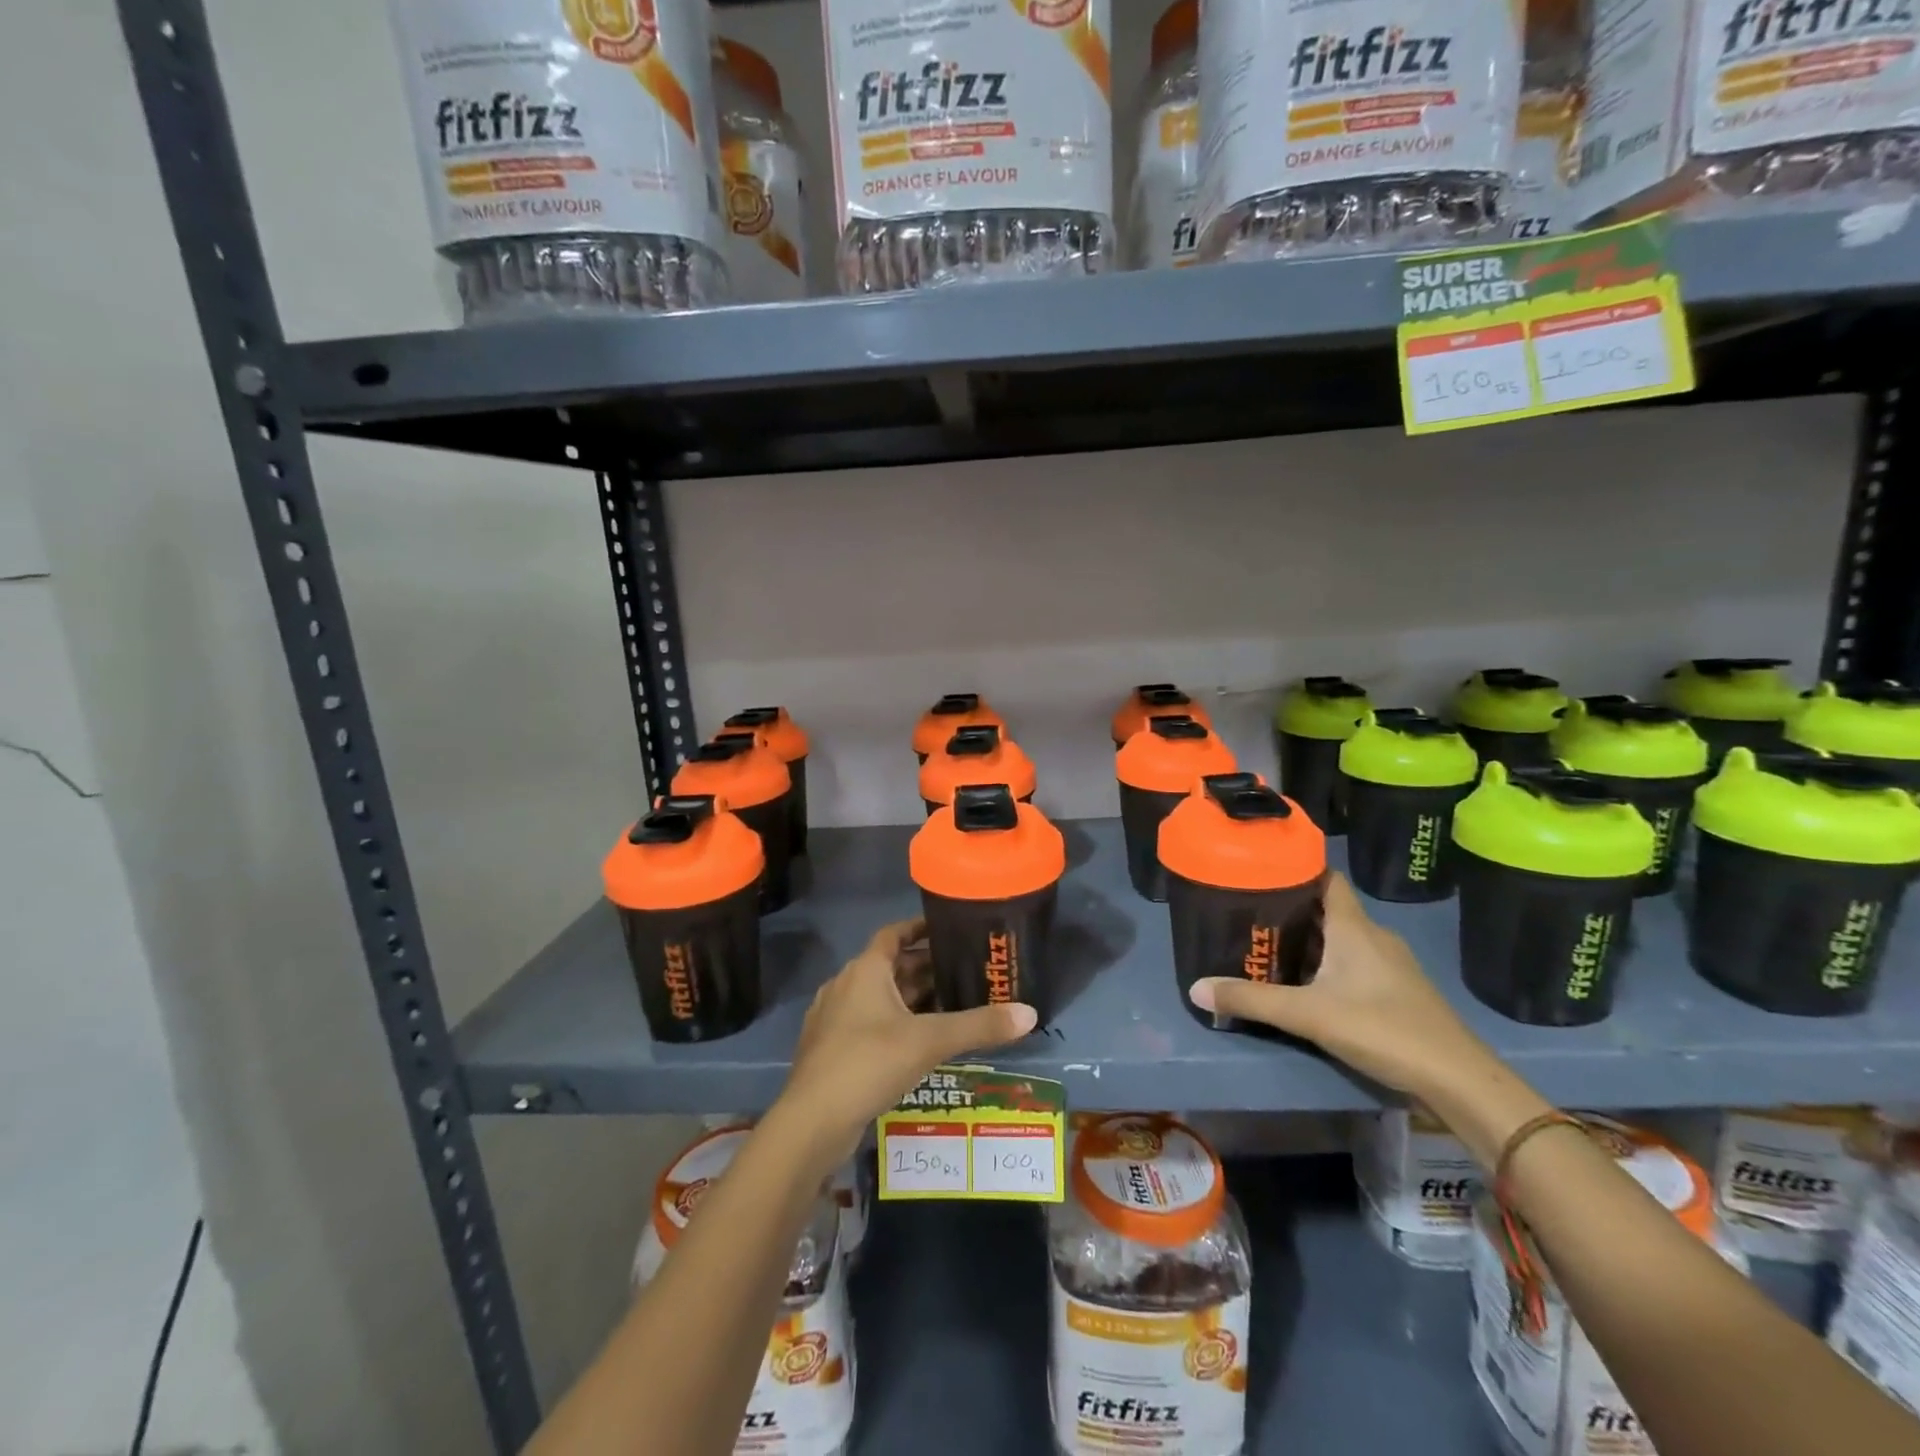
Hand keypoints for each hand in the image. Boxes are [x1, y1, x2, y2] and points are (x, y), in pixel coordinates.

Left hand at [770, 918, 1036, 1168]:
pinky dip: (896, 1024)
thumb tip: (1030, 1013)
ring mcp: (834, 1018)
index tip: (948, 928)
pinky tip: (920, 1044)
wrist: (812, 1122)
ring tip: (951, 1006)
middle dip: (925, 969)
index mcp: (865, 970)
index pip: (894, 934)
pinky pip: (869, 1024)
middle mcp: (846, 985)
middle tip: (965, 973)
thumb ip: (979, 1026)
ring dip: (912, 999)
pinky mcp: (831, 1049)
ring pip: (880, 998)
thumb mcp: (929, 1041)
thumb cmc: (869, 1063)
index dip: (920, 928)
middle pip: (890, 967)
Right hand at [1188, 873, 1493, 1103]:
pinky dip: (1330, 963)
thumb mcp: (1308, 1015)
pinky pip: (1356, 962)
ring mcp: (1391, 964)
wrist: (1458, 1080)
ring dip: (1310, 939)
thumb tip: (1195, 988)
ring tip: (1270, 946)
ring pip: (1342, 937)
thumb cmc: (1382, 1029)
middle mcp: (1373, 936)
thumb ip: (1251, 1000)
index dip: (1297, 869)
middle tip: (1250, 914)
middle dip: (1291, 909)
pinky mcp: (1399, 991)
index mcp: (1353, 927)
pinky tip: (1309, 983)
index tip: (1262, 871)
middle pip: (1328, 909)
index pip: (1326, 878)